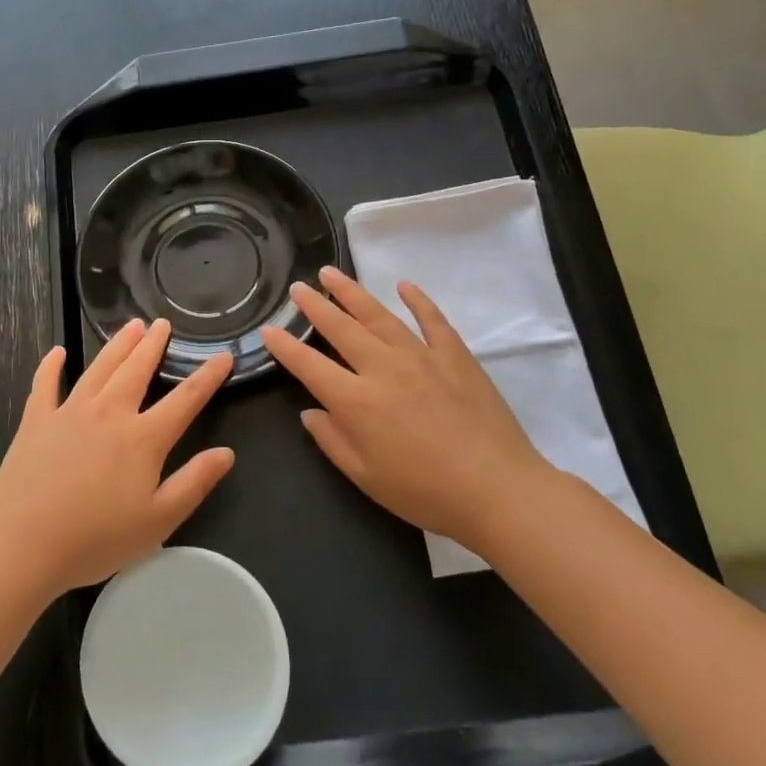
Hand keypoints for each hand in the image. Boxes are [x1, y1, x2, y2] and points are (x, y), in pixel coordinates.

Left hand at [0, 318, 234, 597]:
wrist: (22, 542)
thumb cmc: (95, 538)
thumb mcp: (158, 521)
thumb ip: (194, 483)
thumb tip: (226, 453)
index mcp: (143, 438)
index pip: (185, 399)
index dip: (207, 376)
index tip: (223, 355)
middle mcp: (109, 413)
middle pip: (136, 369)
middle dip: (153, 345)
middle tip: (163, 323)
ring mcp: (69, 412)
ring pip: (99, 368)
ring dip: (117, 345)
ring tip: (131, 325)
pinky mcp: (36, 421)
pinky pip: (45, 384)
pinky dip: (51, 366)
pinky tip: (57, 352)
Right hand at [261, 267, 555, 548]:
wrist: (498, 490)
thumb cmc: (425, 492)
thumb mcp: (365, 477)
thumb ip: (333, 440)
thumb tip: (311, 412)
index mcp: (356, 401)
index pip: (309, 365)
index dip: (285, 347)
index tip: (268, 329)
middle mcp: (383, 368)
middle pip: (341, 329)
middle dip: (315, 306)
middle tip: (298, 286)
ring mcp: (421, 357)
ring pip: (379, 315)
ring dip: (353, 292)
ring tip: (332, 273)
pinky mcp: (455, 356)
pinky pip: (432, 320)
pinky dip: (417, 300)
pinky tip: (404, 285)